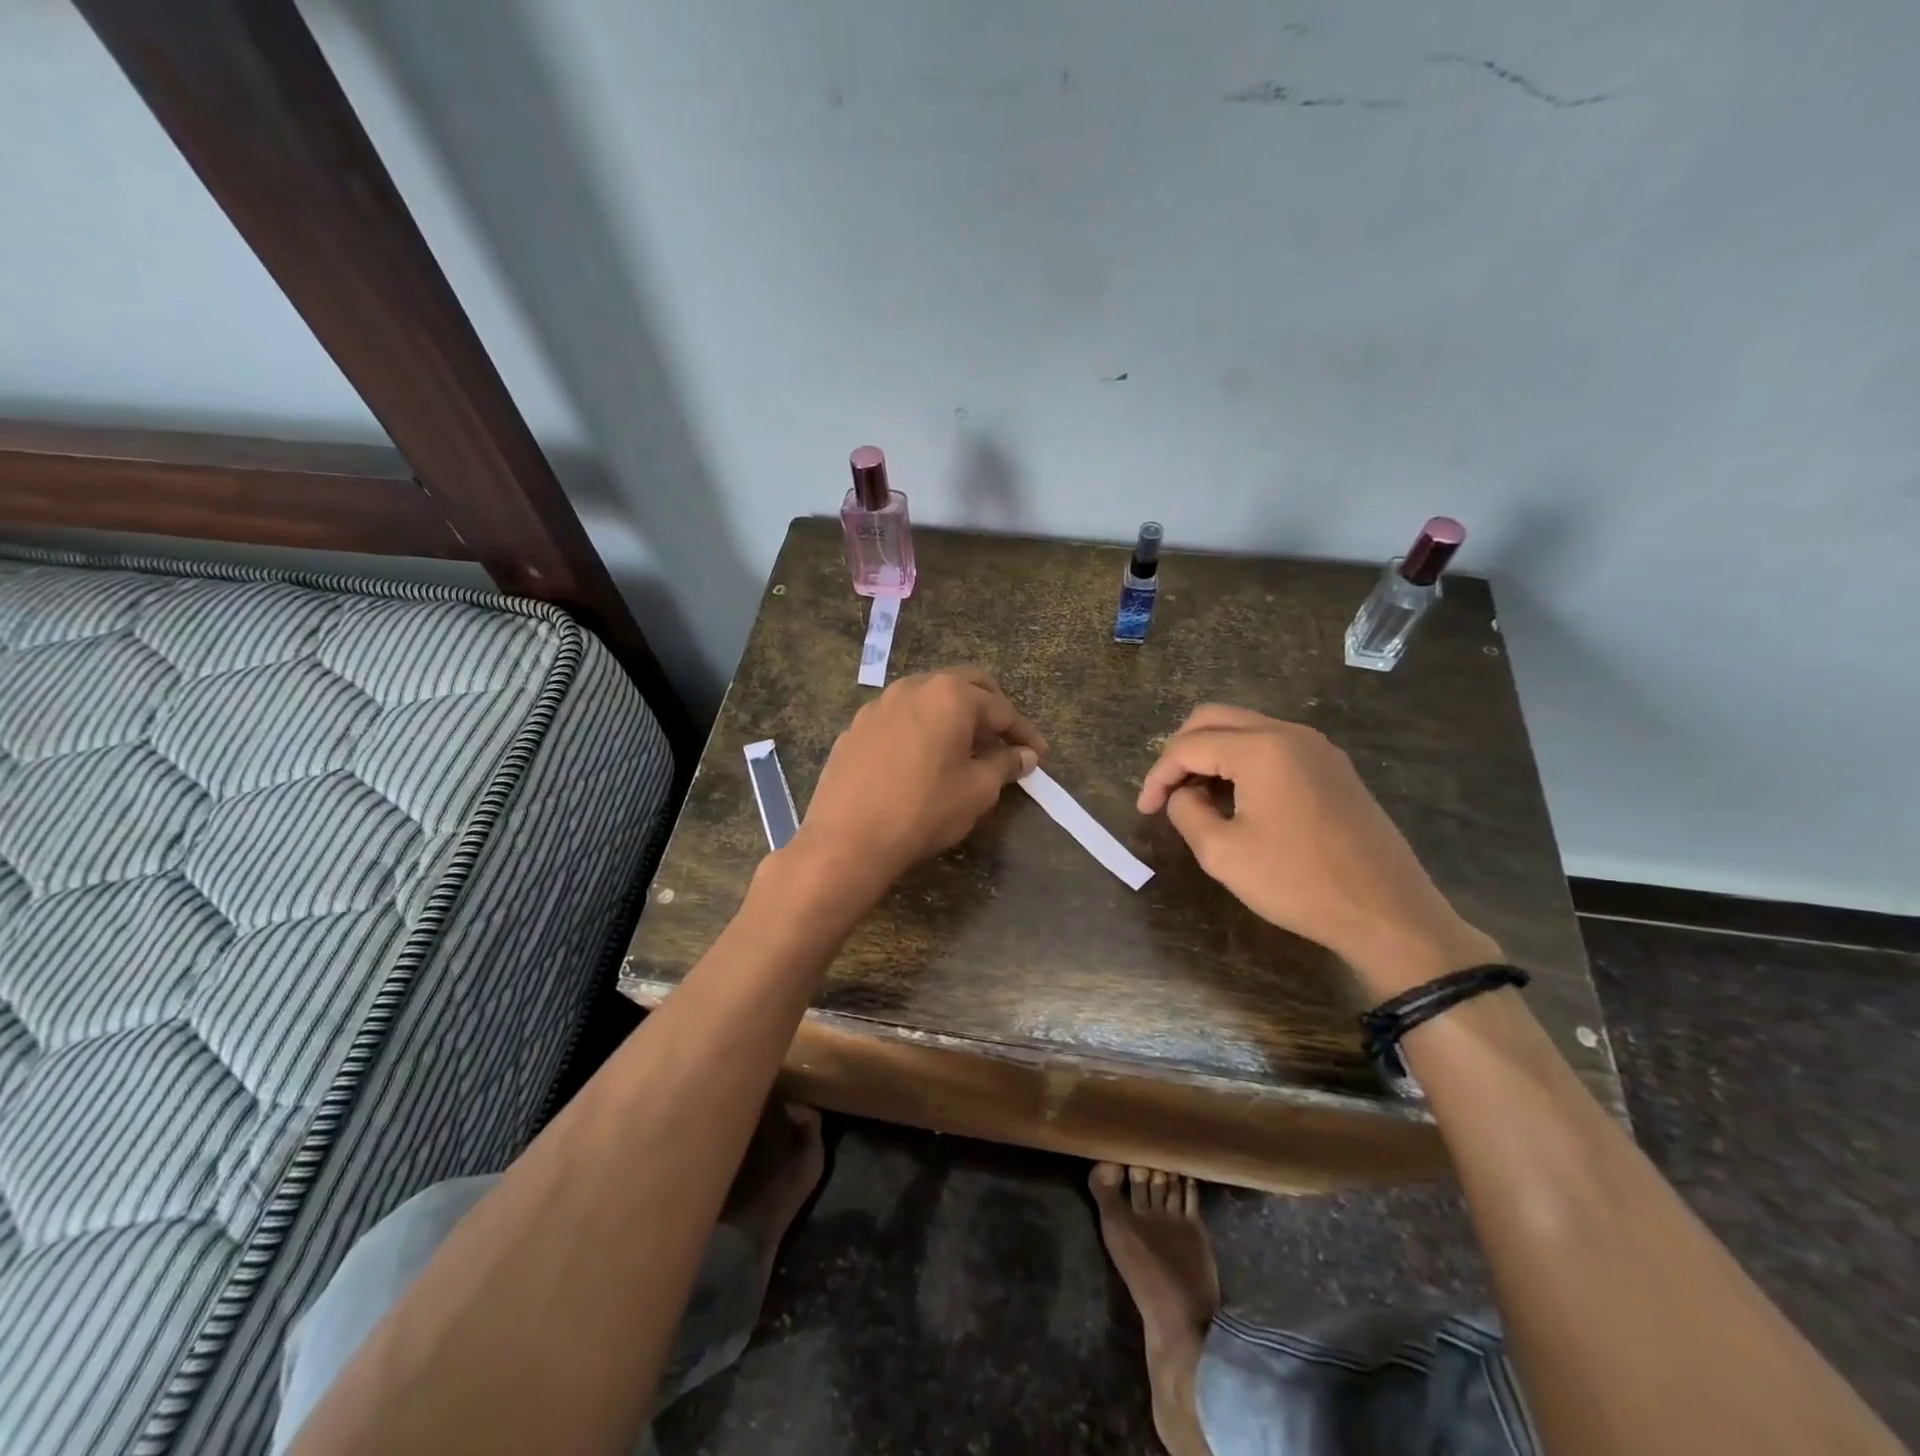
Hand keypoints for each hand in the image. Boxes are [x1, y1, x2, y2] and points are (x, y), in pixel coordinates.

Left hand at [791, 667, 1045, 896]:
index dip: (1024, 732)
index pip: (1000, 708)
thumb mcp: (977, 790)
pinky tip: (922, 758)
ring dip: (952, 716)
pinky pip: (898, 719)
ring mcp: (878, 705)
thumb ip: (1005, 765)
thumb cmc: (924, 810)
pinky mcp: (855, 728)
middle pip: (964, 686)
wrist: (848, 838)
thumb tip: (1025, 755)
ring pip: (927, 698)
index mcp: (950, 695)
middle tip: (1005, 737)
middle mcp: (913, 687)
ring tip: (965, 748)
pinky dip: (920, 729)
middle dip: (990, 708)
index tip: (1039, 754)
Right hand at [1137, 706, 1498, 996]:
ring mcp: (1317, 748)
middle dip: (1181, 751)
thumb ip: (1187, 811)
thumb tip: (1183, 793)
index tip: (1143, 810)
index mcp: (1260, 748)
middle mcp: (1289, 734)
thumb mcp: (1222, 853)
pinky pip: (1273, 747)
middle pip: (1214, 719)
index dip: (1158, 776)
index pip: (1188, 745)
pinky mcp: (1333, 767)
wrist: (1388, 912)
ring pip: (1245, 729)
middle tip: (1166, 793)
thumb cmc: (1299, 882)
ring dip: (1212, 754)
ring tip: (1197, 798)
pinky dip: (1242, 761)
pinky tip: (1237, 799)